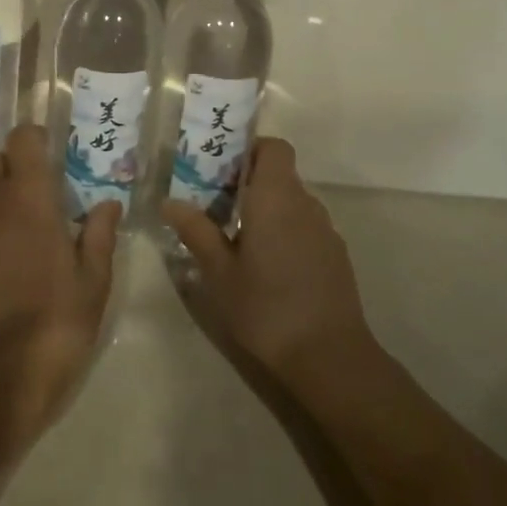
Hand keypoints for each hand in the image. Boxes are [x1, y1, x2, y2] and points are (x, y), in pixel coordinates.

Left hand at [0, 124, 118, 440]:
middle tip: (33, 204)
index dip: (35, 142)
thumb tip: (107, 206)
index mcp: (29, 198)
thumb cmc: (56, 322)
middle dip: (10, 172)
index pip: (23, 139)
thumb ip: (100, 235)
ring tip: (10, 248)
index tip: (48, 159)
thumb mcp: (93, 282)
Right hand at [162, 137, 371, 377]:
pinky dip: (286, 234)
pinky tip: (269, 269)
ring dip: (268, 211)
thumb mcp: (219, 272)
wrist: (329, 358)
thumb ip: (196, 232)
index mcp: (276, 197)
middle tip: (216, 208)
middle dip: (250, 184)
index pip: (274, 147)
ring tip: (238, 241)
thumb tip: (170, 202)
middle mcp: (305, 204)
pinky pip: (306, 228)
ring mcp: (325, 230)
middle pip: (280, 175)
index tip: (223, 171)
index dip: (251, 150)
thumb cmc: (266, 308)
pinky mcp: (336, 256)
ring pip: (293, 203)